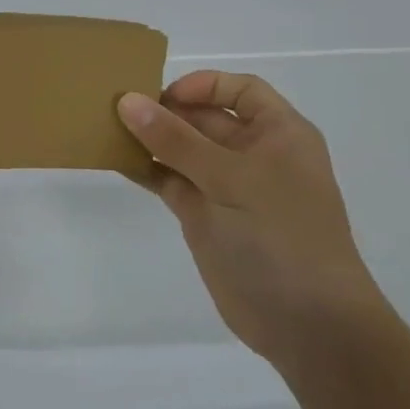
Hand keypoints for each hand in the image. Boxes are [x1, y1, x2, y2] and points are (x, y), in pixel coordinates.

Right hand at [117, 71, 389, 371]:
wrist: (305, 323)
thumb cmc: (282, 238)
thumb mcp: (231, 180)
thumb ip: (176, 140)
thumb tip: (128, 101)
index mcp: (279, 135)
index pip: (240, 90)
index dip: (203, 85)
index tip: (162, 97)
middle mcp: (252, 154)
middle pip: (204, 116)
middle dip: (163, 110)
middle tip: (114, 108)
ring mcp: (225, 186)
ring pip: (180, 148)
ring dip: (148, 138)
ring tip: (104, 129)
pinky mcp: (202, 215)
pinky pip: (168, 180)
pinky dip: (144, 168)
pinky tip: (113, 160)